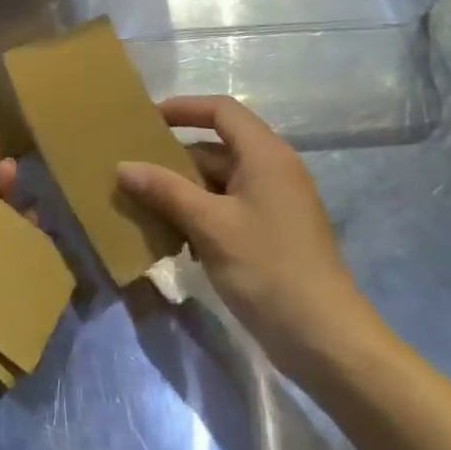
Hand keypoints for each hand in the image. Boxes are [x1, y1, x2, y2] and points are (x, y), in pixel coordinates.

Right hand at [118, 96, 378, 374]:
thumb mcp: (210, 225)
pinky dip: (201, 216)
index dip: (184, 108)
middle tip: (134, 170)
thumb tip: (123, 166)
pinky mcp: (272, 234)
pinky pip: (228, 209)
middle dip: (175, 159)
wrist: (326, 341)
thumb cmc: (268, 268)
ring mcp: (275, 204)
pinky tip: (174, 239)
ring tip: (144, 206)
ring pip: (219, 182)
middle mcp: (273, 170)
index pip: (221, 110)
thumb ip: (165, 190)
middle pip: (217, 148)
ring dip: (184, 192)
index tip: (146, 120)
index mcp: (265, 155)